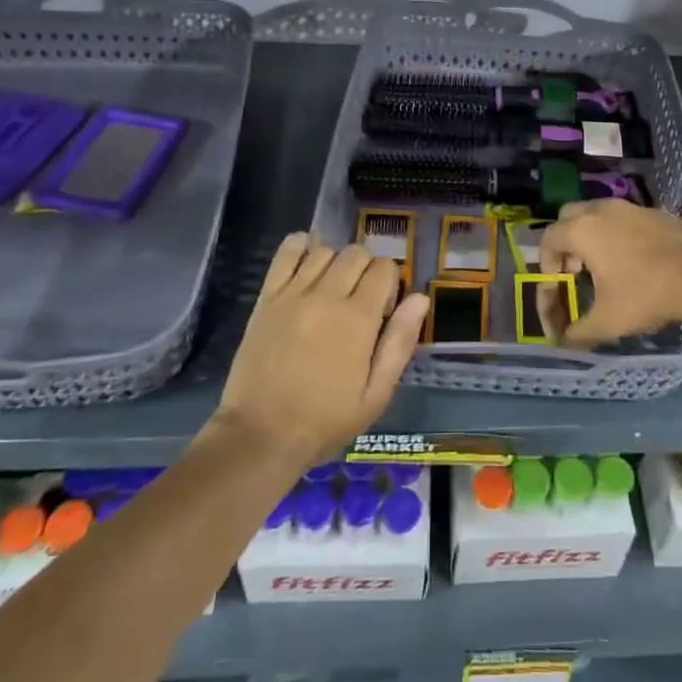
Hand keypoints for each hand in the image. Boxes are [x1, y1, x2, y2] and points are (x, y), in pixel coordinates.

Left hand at [212, 235, 428, 466]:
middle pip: (357, 253)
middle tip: (358, 302)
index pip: (384, 269)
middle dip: (366, 270)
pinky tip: (307, 259)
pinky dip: (301, 245)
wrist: (261, 435)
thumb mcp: (376, 394)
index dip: (389, 284)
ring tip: (331, 290)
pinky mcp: (267, 296)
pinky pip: (286, 252)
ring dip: (336, 263)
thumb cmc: (325, 420)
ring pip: (325, 250)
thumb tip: (420, 298)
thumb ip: (400, 342)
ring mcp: (294, 293)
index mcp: (359, 318)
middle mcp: (327, 295)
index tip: (381, 312)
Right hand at [540, 200, 681, 348]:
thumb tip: (563, 342)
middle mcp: (601, 210)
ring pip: (598, 213)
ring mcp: (630, 207)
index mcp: (583, 230)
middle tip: (576, 269)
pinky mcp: (655, 211)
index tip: (558, 283)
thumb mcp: (608, 321)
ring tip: (605, 265)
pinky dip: (619, 233)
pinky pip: (625, 217)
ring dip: (592, 235)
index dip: (546, 262)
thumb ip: (579, 332)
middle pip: (569, 217)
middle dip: (566, 242)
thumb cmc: (646, 294)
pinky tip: (636, 260)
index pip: (548, 238)